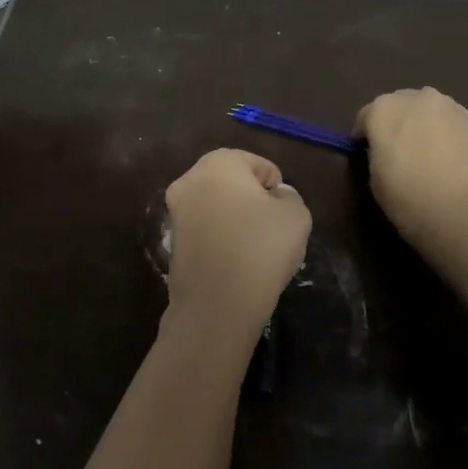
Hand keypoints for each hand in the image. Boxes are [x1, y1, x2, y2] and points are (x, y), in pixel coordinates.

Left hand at [164, 149, 311, 328]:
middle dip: (252, 200)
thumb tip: (276, 197)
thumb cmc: (261, 248)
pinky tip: (236, 262)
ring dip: (234, 219)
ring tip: (256, 247)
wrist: (216, 304)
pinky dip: (220, 239)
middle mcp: (189, 181)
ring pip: (216, 207)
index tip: (285, 211)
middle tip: (273, 227)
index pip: (257, 164)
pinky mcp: (171, 243)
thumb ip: (290, 197)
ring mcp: (175, 213)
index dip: (276, 185)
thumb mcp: (296, 216)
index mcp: (218, 164)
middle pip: (231, 184)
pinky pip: (205, 231)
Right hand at [355, 88, 467, 257]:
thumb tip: (388, 149)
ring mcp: (455, 110)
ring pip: (435, 113)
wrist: (463, 215)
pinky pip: (458, 129)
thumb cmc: (407, 198)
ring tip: (430, 156)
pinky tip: (455, 165)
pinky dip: (453, 140)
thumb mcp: (375, 176)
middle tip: (399, 150)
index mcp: (385, 109)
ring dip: (428, 127)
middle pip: (403, 105)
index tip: (365, 152)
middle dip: (399, 123)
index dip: (365, 135)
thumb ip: (378, 152)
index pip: (367, 116)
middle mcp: (420, 99)